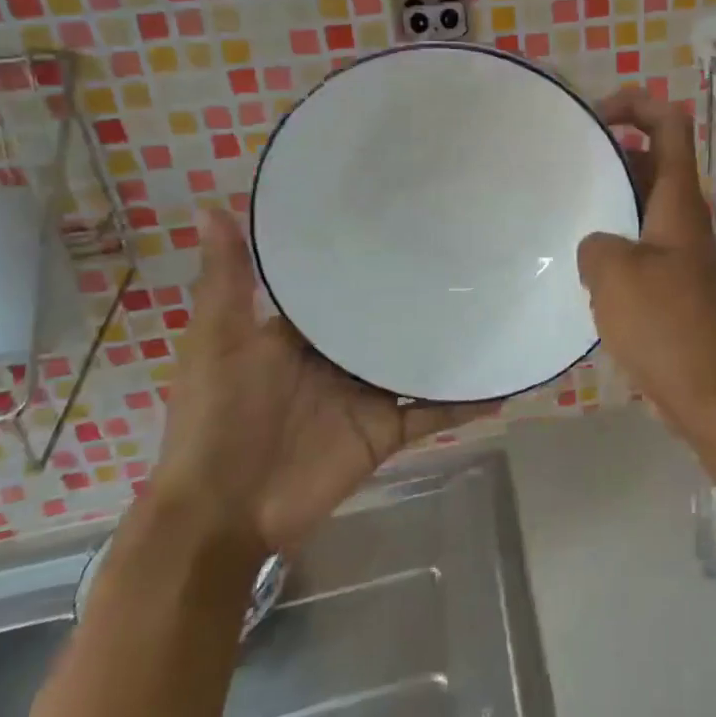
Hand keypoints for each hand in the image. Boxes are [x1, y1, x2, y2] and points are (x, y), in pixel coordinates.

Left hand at [149, 209, 495, 558]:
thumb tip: (212, 204)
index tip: (408, 216)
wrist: (225, 511)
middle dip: (420, 293)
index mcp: (303, 331)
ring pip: (417, 360)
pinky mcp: (387, 430)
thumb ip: (227, 280)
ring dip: (450, 342)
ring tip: (497, 304)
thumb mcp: (218, 340)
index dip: (371, 254)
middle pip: (388, 319)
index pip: (343, 283)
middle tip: (471, 250)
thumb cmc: (218, 416)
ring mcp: (367, 394)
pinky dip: (465, 402)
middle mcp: (340, 357)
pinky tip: (502, 382)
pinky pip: (433, 411)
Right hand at [576, 89, 715, 438]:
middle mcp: (684, 219)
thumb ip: (596, 244)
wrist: (713, 394)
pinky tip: (582, 267)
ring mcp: (680, 254)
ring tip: (564, 212)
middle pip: (653, 161)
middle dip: (613, 154)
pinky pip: (641, 246)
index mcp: (678, 202)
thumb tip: (597, 245)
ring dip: (610, 201)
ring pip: (644, 206)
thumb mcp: (615, 276)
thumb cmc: (667, 326)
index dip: (637, 104)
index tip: (594, 117)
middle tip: (565, 168)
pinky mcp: (673, 287)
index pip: (670, 124)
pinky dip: (614, 242)